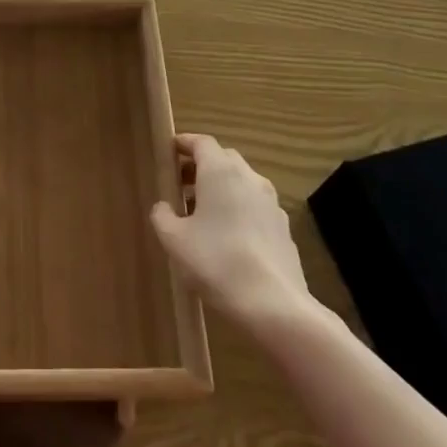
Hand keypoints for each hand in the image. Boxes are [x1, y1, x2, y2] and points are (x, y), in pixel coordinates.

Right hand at [151, 133, 309, 328]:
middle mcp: (249, 177)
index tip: (169, 151)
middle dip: (201, 166)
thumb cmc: (216, 262)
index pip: (201, 142)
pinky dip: (238, 209)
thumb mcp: (175, 240)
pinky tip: (227, 237)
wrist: (274, 304)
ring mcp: (271, 202)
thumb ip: (163, 216)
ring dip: (220, 189)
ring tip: (200, 214)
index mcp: (221, 171)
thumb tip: (163, 206)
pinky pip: (255, 206)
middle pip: (223, 159)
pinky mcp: (283, 227)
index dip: (184, 143)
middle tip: (180, 184)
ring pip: (241, 183)